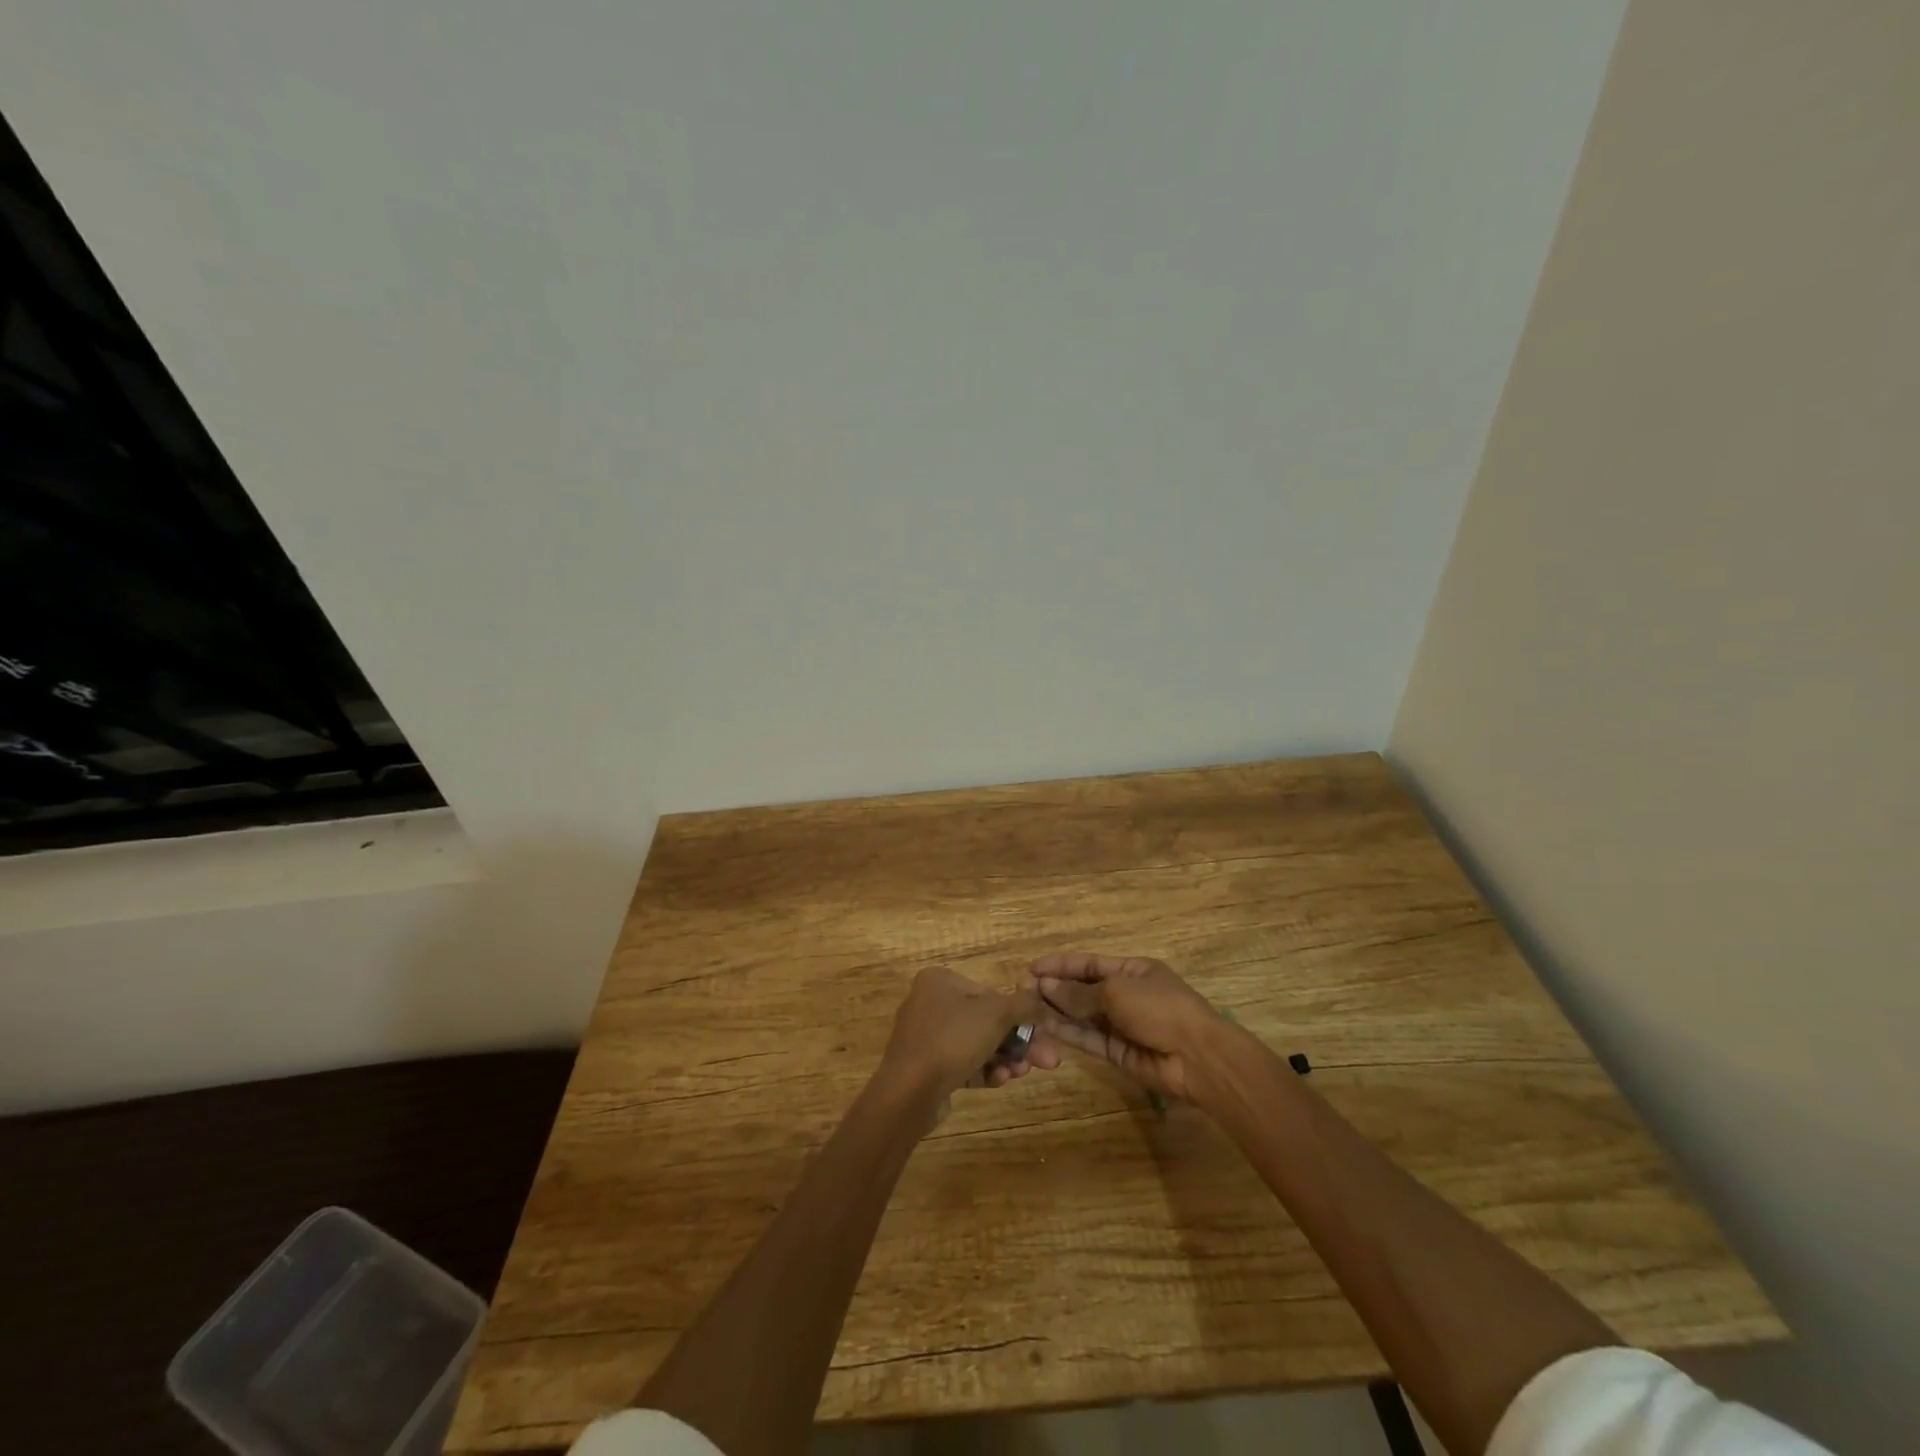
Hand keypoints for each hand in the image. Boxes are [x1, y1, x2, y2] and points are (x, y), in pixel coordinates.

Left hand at [879, 966, 1059, 1100]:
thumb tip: (1042, 1001)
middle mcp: (929, 1003)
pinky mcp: (925, 1067)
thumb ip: (1024, 1005)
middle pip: (985, 1021)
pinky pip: (961, 1063)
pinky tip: (1001, 1081)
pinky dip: (983, 1070)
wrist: (909, 1092)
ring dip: (1004, 1058)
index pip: (989, 993)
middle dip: (1017, 1042)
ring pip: (976, 1044)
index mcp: (940, 980)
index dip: (1019, 1015)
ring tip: (1023, 1073)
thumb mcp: (996, 1014)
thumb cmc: (952, 1039)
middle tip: (1046, 1061)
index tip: (1042, 1034)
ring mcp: (925, 1037)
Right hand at [1030, 953, 1227, 1100]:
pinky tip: (1045, 1027)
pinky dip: (1068, 1033)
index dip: (1061, 965)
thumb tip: (1046, 987)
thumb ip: (1080, 993)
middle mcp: (1125, 995)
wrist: (1197, 1058)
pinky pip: (1088, 1039)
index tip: (1032, 968)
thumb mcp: (1117, 992)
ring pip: (1082, 1015)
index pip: (1089, 964)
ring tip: (1026, 1008)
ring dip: (1057, 1011)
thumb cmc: (1161, 1009)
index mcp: (1132, 970)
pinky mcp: (1118, 1053)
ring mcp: (1122, 1025)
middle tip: (1022, 991)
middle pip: (1083, 989)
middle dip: (1055, 989)